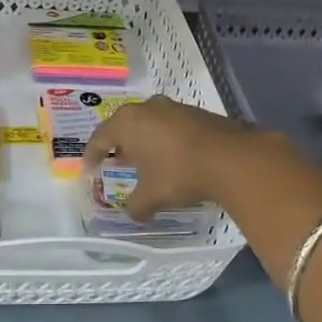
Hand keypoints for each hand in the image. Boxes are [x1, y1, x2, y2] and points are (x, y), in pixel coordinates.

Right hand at [81, 96, 257, 220]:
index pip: (100, 137)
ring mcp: (174, 107)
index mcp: (127, 123)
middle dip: (120, 145)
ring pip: (150, 123)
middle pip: (125, 126)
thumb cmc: (179, 174)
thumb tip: (133, 214)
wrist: (232, 159)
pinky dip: (167, 140)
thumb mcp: (151, 197)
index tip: (90, 169)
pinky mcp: (198, 113)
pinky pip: (172, 126)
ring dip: (145, 141)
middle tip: (118, 162)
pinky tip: (173, 158)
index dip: (92, 155)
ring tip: (146, 161)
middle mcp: (147, 108)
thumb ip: (136, 206)